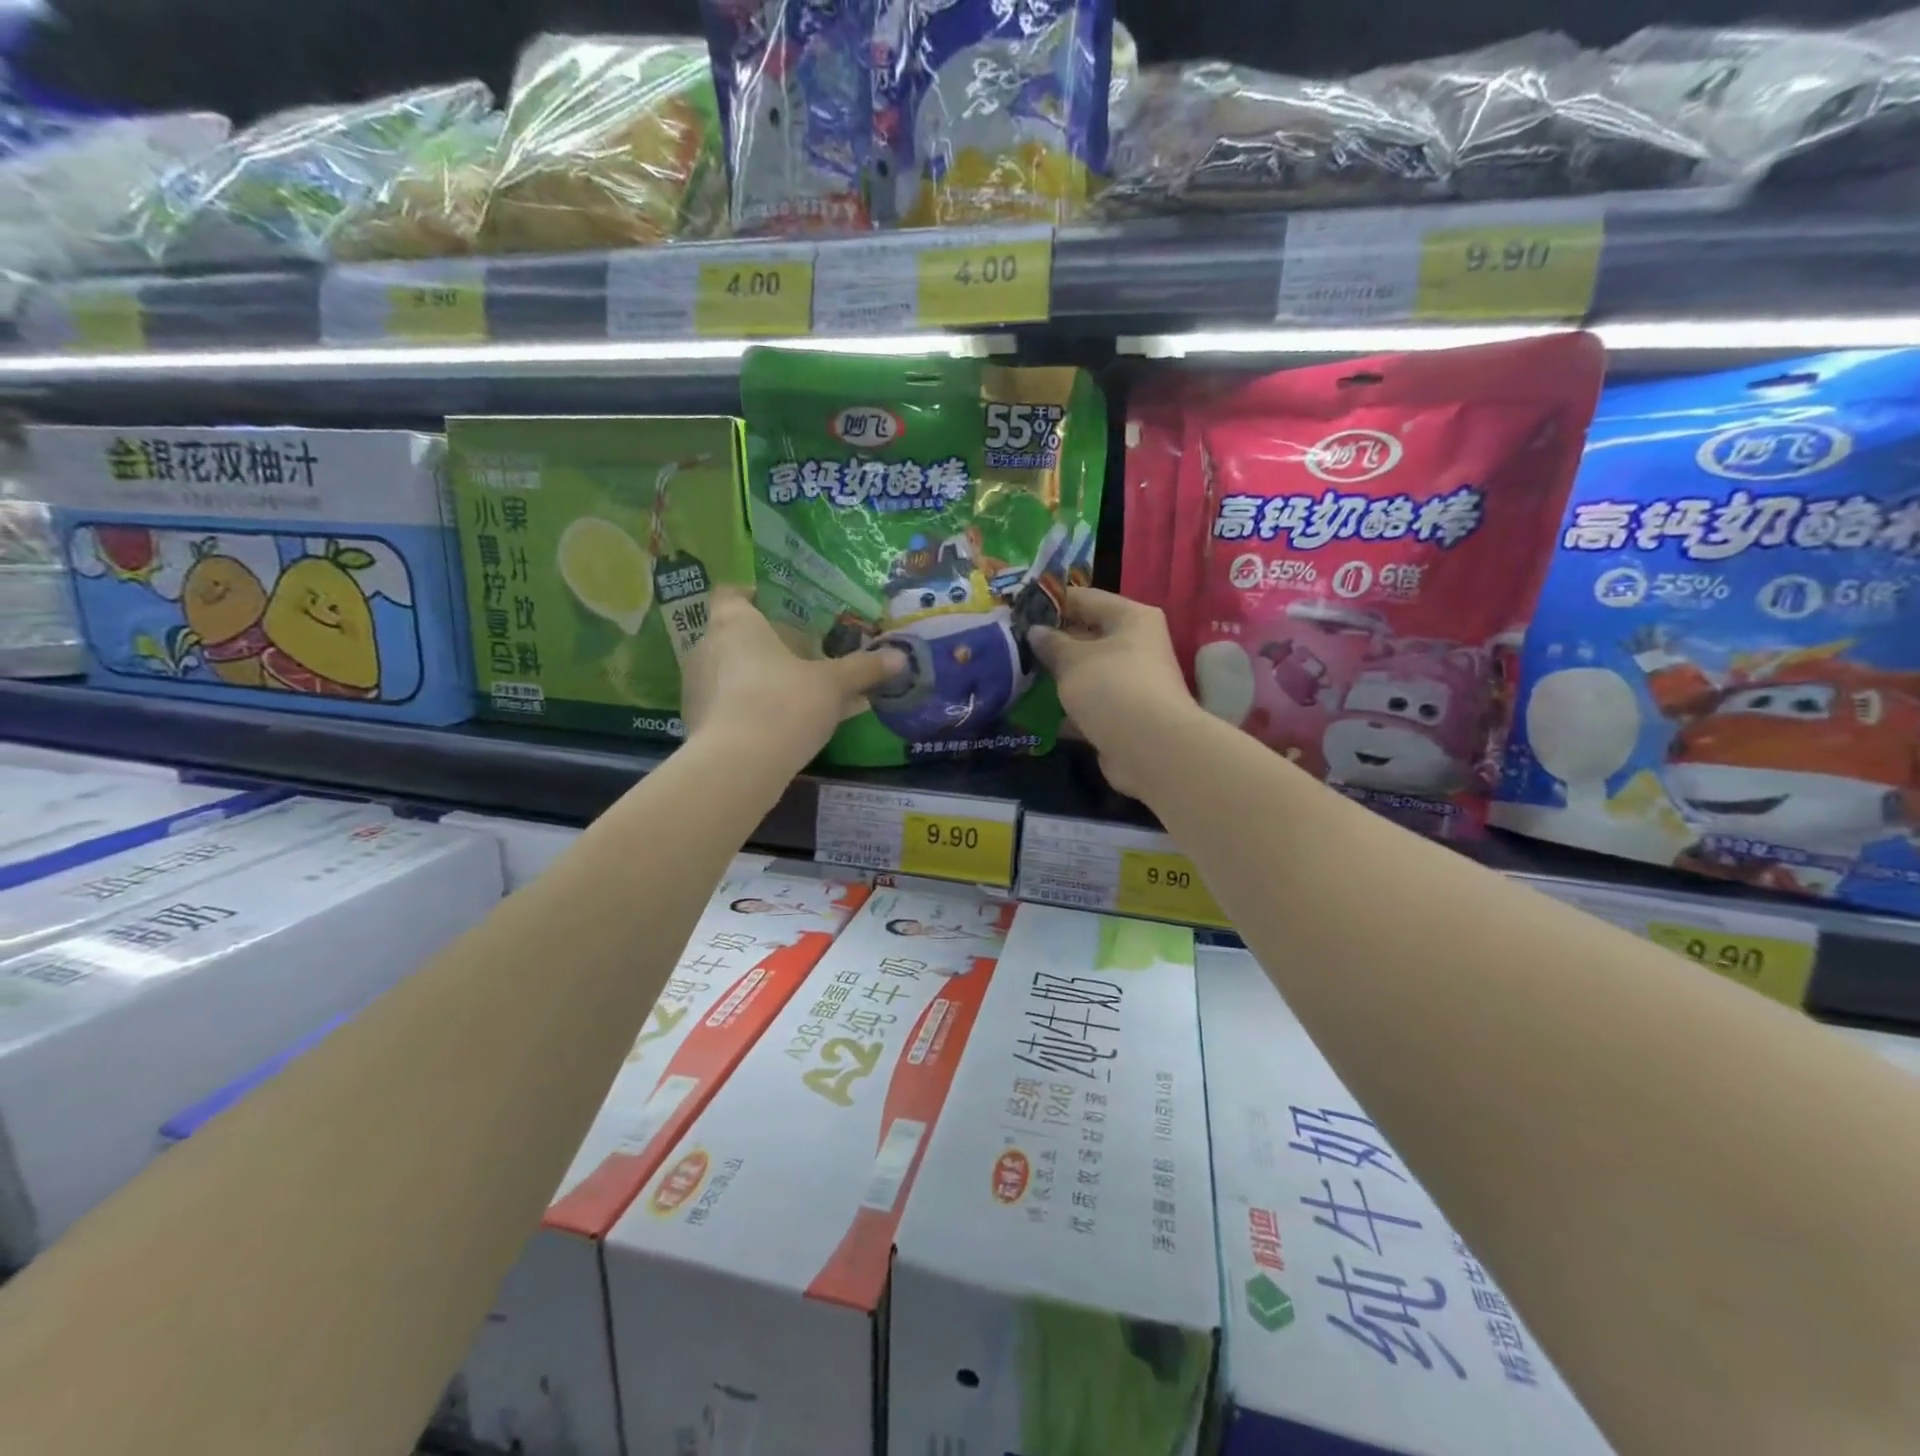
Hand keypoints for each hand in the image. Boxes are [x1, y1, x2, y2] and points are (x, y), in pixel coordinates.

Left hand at [682, 589, 903, 768]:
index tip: (776, 607)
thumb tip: (899, 657)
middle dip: (766, 644)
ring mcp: (697, 688)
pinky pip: (729, 705)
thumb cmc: (784, 703)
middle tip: (800, 655)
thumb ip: (862, 669)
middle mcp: (707, 648)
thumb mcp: (833, 684)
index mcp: (736, 624)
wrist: (738, 765)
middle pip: (734, 635)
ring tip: (797, 694)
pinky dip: (751, 709)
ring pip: (732, 673)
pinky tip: (782, 726)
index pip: (731, 593)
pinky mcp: (697, 724)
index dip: (752, 596)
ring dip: (759, 679)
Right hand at [1029, 588, 1201, 798]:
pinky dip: (1067, 708)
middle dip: (1052, 642)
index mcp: (1132, 618)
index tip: (1019, 609)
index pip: (1086, 598)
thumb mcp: (1072, 659)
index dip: (1052, 602)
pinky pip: (1089, 704)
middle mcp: (1137, 646)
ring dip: (1058, 677)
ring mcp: (1132, 683)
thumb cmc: (1112, 687)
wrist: (1149, 749)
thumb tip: (1035, 632)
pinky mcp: (1123, 716)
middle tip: (1014, 643)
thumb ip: (1050, 643)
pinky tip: (1035, 712)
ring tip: (1019, 675)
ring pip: (1087, 672)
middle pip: (1088, 635)